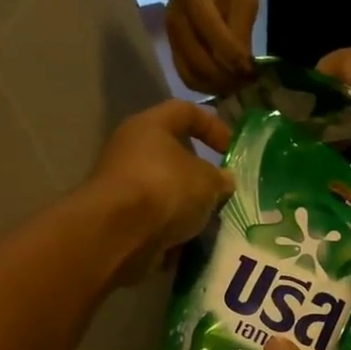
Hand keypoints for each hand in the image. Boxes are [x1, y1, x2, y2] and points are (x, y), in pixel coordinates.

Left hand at [89, 100, 234, 285]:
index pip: (185, 111)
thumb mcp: (208, 181)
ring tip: (212, 219)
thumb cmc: (166, 189)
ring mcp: (123, 183)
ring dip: (189, 202)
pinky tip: (193, 238)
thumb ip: (220, 178)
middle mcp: (131, 149)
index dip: (213, 125)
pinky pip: (156, 215)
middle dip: (201, 173)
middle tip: (223, 189)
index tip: (232, 149)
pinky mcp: (120, 214)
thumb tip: (223, 180)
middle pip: (173, 153)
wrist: (118, 233)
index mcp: (150, 126)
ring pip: (166, 187)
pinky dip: (175, 225)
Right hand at [166, 0, 258, 93]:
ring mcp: (171, 34)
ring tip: (238, 84)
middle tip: (249, 82)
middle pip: (200, 63)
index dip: (235, 59)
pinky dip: (206, 85)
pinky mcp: (172, 44)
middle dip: (228, 78)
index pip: (214, 37)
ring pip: (191, 75)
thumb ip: (242, 27)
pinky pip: (187, 75)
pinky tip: (225, 82)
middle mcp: (177, 19)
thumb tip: (244, 65)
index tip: (254, 70)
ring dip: (217, 86)